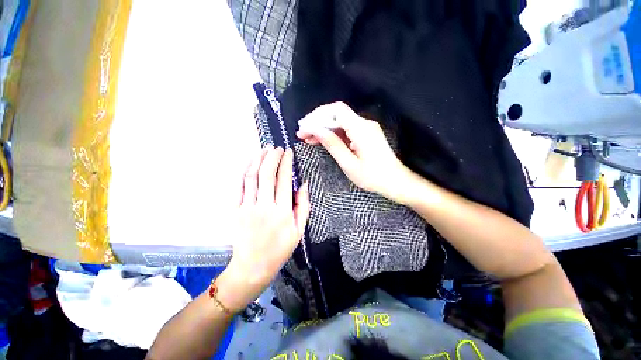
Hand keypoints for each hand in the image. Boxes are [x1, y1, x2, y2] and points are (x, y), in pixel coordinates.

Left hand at [217, 147, 309, 311]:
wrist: (252, 267)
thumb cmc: (280, 249)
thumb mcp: (299, 230)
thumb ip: (303, 206)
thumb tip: (303, 184)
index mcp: (283, 212)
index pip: (284, 180)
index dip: (286, 163)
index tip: (288, 152)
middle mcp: (265, 206)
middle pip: (267, 174)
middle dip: (272, 157)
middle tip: (277, 148)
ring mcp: (248, 207)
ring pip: (251, 177)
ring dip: (258, 159)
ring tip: (264, 149)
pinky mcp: (236, 210)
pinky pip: (239, 186)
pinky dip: (244, 171)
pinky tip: (250, 162)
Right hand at [296, 102, 413, 201]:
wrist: (395, 181)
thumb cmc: (373, 177)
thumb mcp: (349, 164)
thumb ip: (332, 144)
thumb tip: (315, 130)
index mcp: (361, 129)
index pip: (336, 111)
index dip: (317, 116)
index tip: (303, 127)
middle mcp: (364, 124)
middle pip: (336, 114)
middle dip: (317, 122)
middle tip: (301, 133)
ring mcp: (365, 128)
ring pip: (339, 122)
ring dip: (323, 128)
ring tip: (307, 137)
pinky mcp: (365, 135)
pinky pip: (345, 130)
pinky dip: (332, 134)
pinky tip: (321, 140)